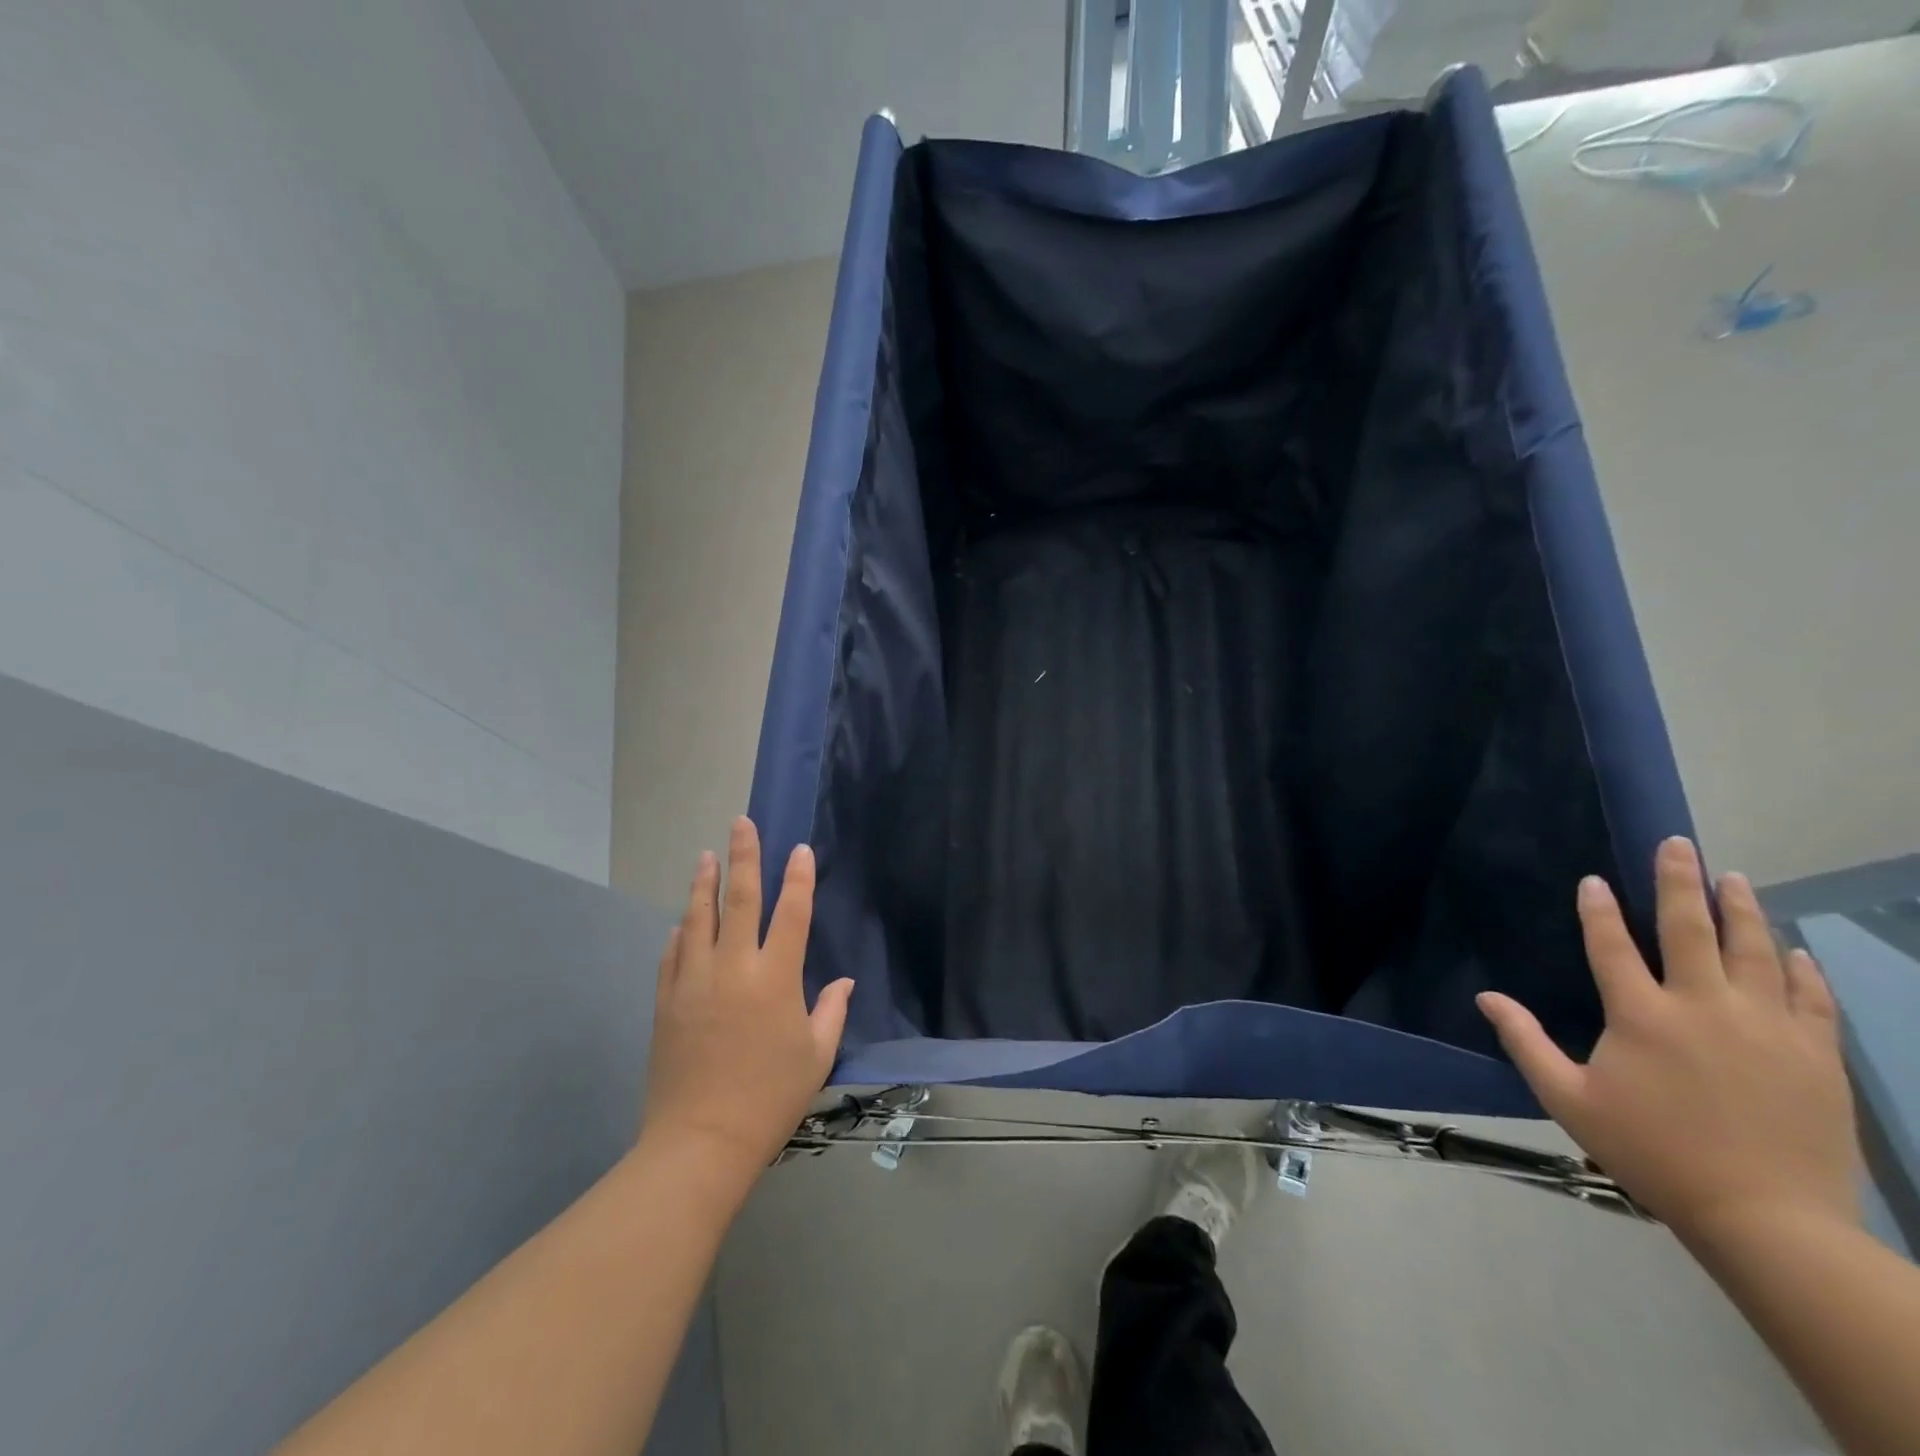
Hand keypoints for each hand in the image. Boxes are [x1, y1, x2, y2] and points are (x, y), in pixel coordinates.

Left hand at [639, 817, 853, 1184]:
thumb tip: (843, 982)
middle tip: (741, 823)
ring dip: (703, 883)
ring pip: (698, 918)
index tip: (800, 849)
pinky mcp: (666, 1000)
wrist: (700, 1141)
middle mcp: (734, 967)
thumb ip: (831, 1011)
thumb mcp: (815, 1056)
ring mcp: (694, 980)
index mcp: (776, 977)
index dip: (799, 878)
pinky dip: (679, 933)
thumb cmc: (770, 1098)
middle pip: (739, 899)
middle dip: (744, 857)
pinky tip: (681, 922)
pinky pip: (672, 954)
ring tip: (705, 856)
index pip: (792, 913)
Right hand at [1478, 837, 1859, 1242]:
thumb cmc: (1652, 1152)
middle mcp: (1704, 1007)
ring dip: (1742, 910)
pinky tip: (1793, 948)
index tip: (1595, 880)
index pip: (1613, 945)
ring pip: (1755, 952)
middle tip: (1680, 844)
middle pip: (1691, 930)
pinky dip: (1799, 968)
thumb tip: (1486, 996)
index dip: (1599, 910)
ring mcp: (1767, 1028)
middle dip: (1681, 882)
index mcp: (1641, 1015)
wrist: (1767, 1219)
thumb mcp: (1568, 1099)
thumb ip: (1525, 1041)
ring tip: (1734, 877)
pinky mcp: (1815, 1055)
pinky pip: (1809, 997)